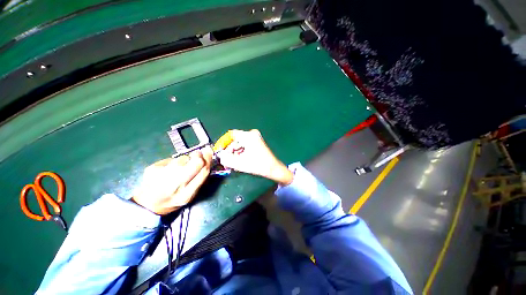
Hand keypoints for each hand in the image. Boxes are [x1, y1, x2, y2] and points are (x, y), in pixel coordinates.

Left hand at [131, 146, 212, 214]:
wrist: (147, 204)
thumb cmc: (173, 200)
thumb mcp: (191, 195)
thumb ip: (200, 179)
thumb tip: (208, 159)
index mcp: (187, 194)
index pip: (203, 171)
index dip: (208, 159)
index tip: (208, 151)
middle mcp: (175, 185)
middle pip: (195, 162)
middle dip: (198, 156)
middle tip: (197, 154)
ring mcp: (162, 175)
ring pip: (183, 159)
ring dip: (185, 160)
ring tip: (179, 168)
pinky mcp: (153, 168)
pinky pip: (171, 159)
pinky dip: (173, 162)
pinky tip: (168, 170)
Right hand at [218, 129, 292, 185]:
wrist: (273, 169)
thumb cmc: (257, 165)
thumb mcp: (239, 163)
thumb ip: (226, 159)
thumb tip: (220, 155)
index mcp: (248, 136)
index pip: (231, 135)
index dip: (224, 142)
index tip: (220, 151)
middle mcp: (252, 134)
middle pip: (236, 140)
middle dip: (230, 151)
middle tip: (226, 160)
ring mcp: (256, 138)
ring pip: (240, 144)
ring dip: (235, 153)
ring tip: (232, 163)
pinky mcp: (258, 143)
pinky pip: (246, 146)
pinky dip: (241, 152)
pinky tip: (239, 161)